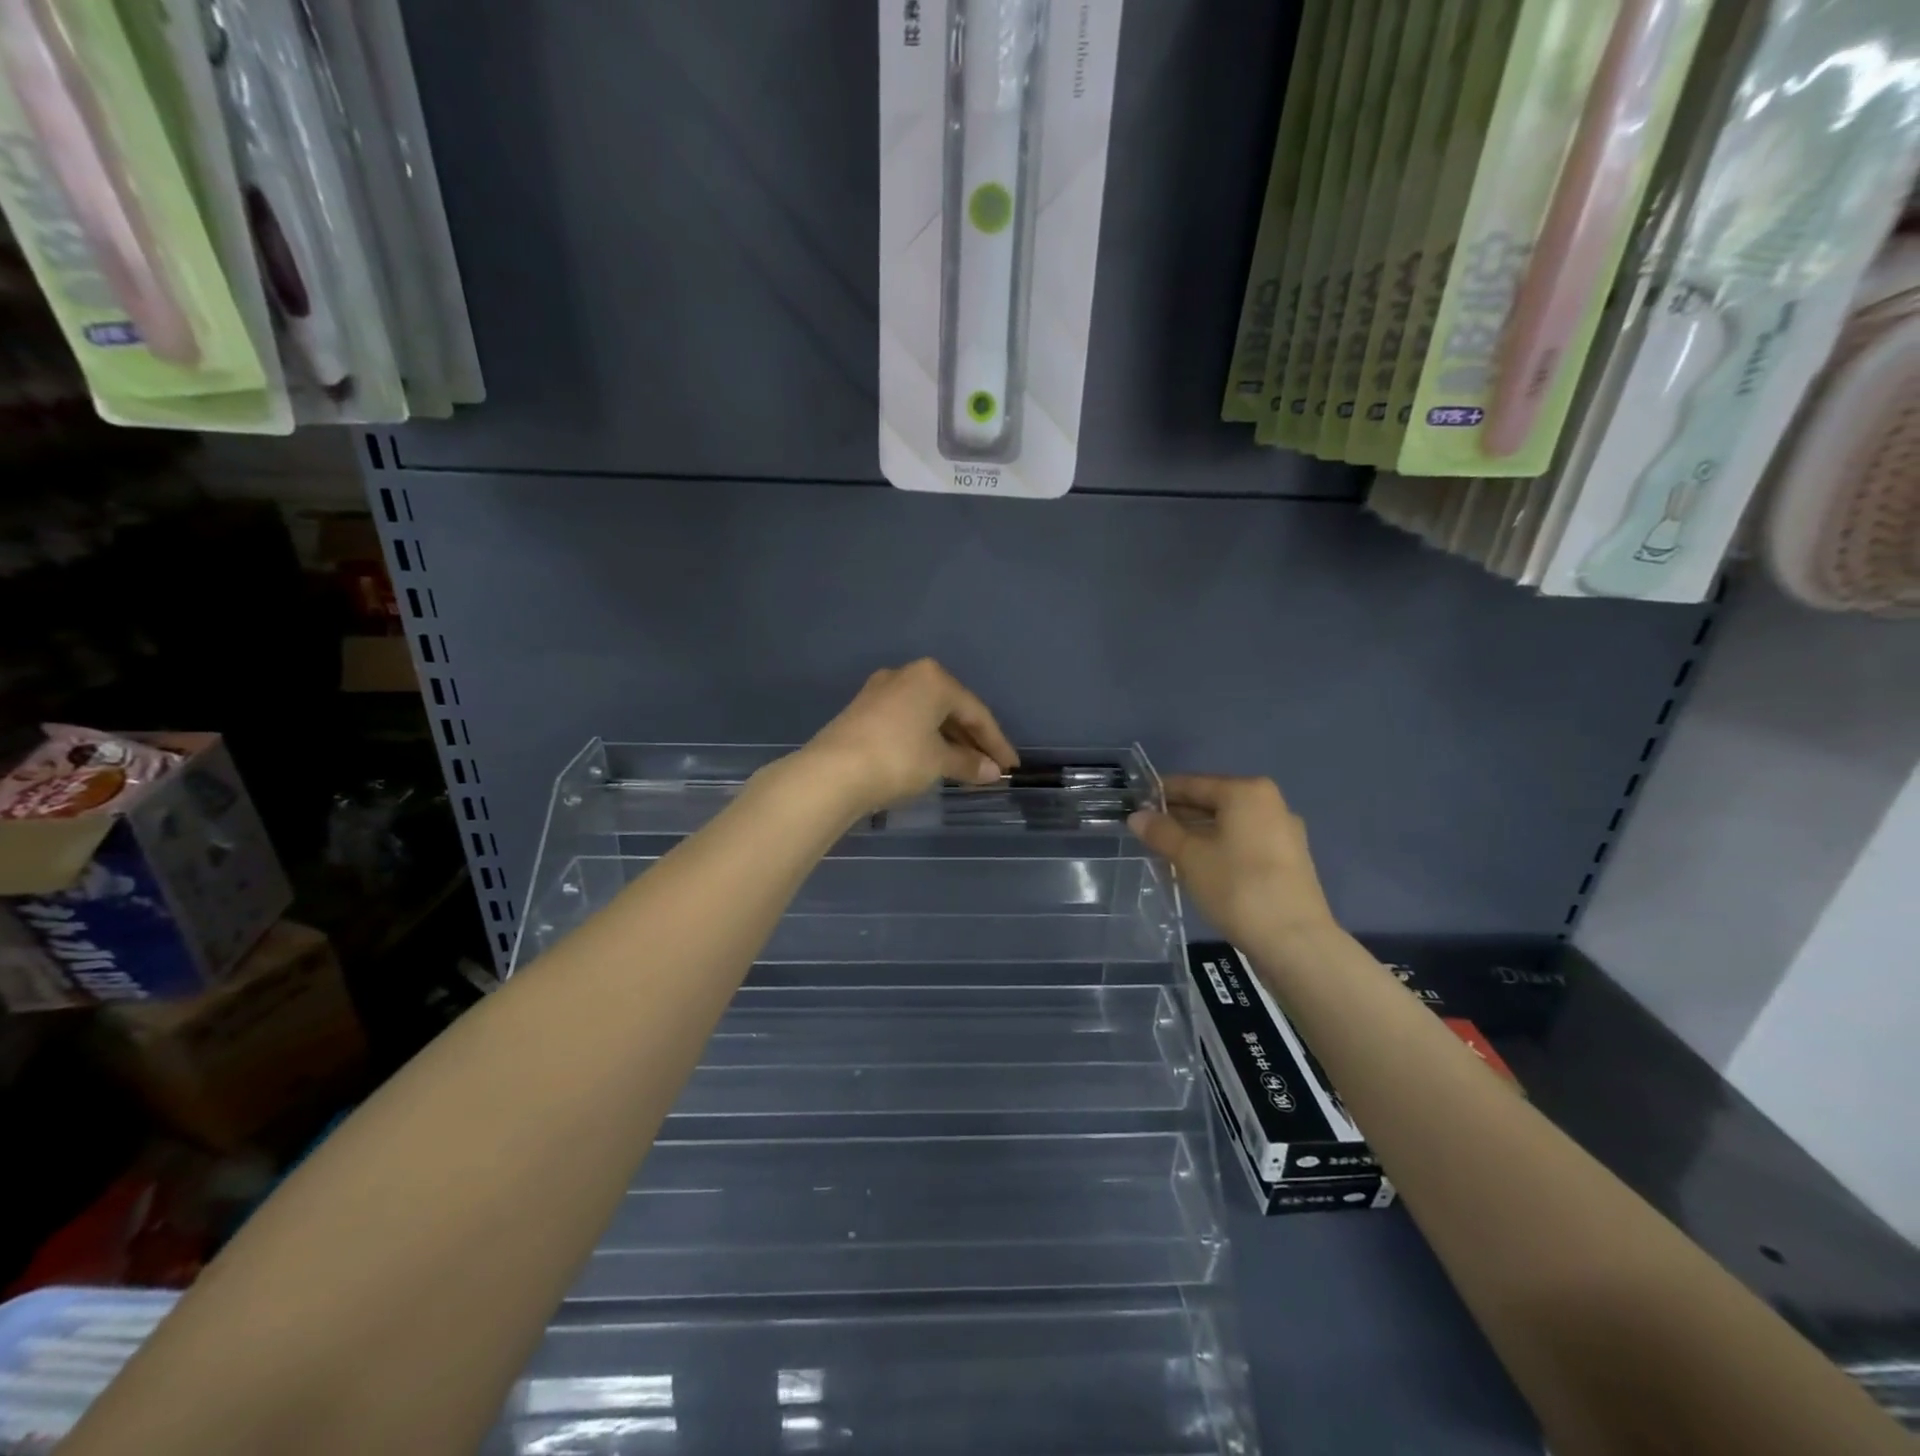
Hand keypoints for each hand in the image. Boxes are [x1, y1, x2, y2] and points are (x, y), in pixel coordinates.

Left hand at [799, 659, 1019, 818]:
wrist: (831, 773)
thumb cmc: (898, 759)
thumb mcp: (939, 762)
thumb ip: (969, 763)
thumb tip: (994, 771)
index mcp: (933, 678)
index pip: (976, 712)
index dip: (996, 743)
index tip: (1011, 768)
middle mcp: (908, 675)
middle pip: (951, 709)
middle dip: (972, 740)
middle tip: (990, 768)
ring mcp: (881, 691)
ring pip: (927, 715)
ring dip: (949, 741)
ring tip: (964, 768)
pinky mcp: (863, 709)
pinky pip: (907, 721)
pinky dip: (925, 739)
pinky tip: (932, 760)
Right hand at [1128, 775, 1337, 948]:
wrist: (1295, 941)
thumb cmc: (1237, 887)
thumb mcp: (1190, 857)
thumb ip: (1161, 832)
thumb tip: (1137, 816)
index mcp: (1246, 792)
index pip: (1193, 784)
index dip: (1161, 793)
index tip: (1135, 803)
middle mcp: (1270, 804)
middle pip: (1213, 802)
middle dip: (1179, 815)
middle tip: (1146, 829)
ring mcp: (1283, 833)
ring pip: (1229, 825)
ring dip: (1197, 834)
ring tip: (1166, 850)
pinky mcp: (1288, 861)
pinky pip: (1244, 843)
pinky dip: (1219, 848)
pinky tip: (1199, 866)